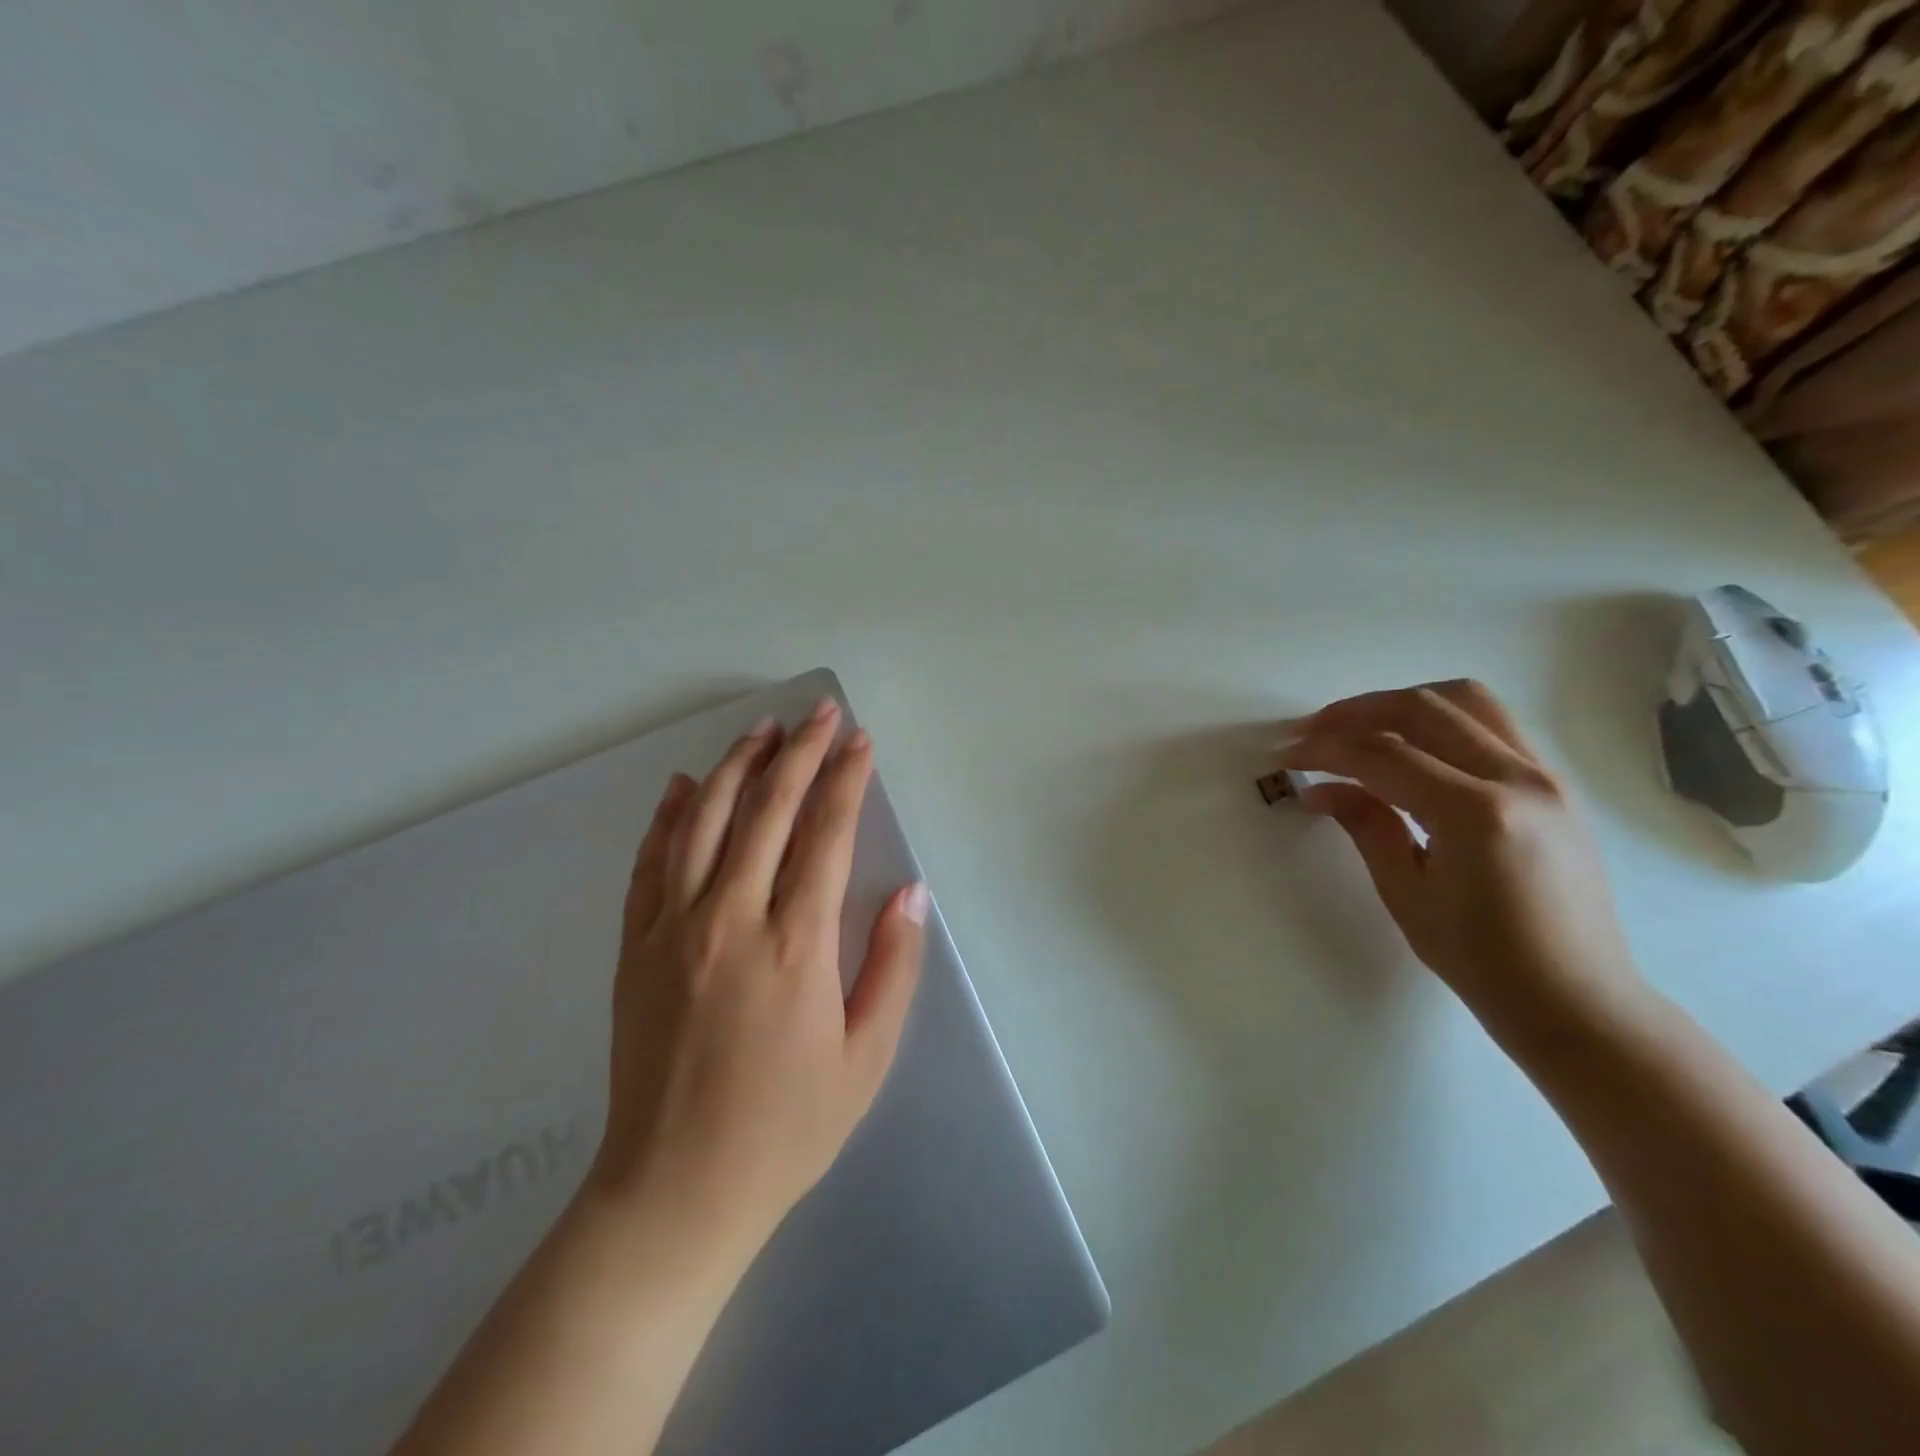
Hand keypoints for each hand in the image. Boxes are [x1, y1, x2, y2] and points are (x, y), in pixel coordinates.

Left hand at [589, 697, 928, 1266]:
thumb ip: (892, 966)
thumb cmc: (786, 1127)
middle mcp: (731, 919)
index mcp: (796, 945)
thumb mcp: (866, 1058)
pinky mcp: (635, 947)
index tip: (860, 741)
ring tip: (762, 730)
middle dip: (800, 753)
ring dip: (737, 766)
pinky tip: (685, 784)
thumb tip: (909, 891)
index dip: (846, 780)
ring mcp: (674, 929)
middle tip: (819, 712)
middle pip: (767, 811)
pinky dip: (669, 815)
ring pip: (705, 821)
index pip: (826, 834)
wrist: (674, 1190)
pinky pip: (651, 863)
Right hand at [1279, 680, 1642, 1039]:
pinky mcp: (1553, 786)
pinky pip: (1491, 725)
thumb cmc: (1483, 961)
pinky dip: (1440, 719)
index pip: (1384, 755)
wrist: (1577, 1001)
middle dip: (1357, 712)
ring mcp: (1545, 777)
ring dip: (1402, 703)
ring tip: (1359, 726)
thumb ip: (1365, 825)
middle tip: (1312, 730)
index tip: (1287, 755)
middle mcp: (1518, 779)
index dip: (1326, 750)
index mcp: (1476, 814)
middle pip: (1424, 709)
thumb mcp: (1406, 893)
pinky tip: (1409, 746)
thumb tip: (1319, 789)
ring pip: (1466, 701)